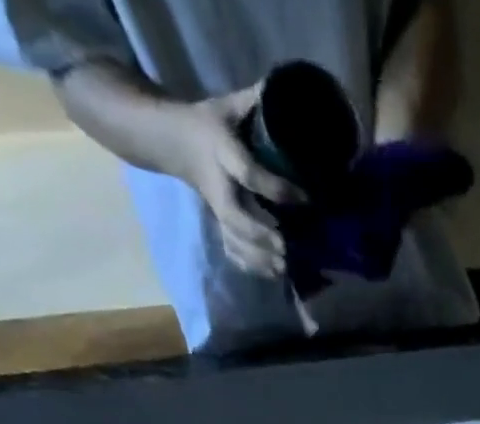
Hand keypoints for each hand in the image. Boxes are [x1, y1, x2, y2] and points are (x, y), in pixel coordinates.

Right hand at [163, 85, 300, 278]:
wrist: (174, 142)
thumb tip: (287, 94)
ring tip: (285, 268)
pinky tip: (273, 274)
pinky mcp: (219, 224)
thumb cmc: (208, 122)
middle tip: (287, 250)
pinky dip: (251, 266)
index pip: (249, 173)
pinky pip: (232, 250)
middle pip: (236, 219)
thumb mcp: (228, 106)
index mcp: (222, 152)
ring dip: (259, 258)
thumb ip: (256, 103)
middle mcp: (219, 187)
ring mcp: (217, 210)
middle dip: (262, 236)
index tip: (305, 198)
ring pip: (235, 241)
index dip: (277, 189)